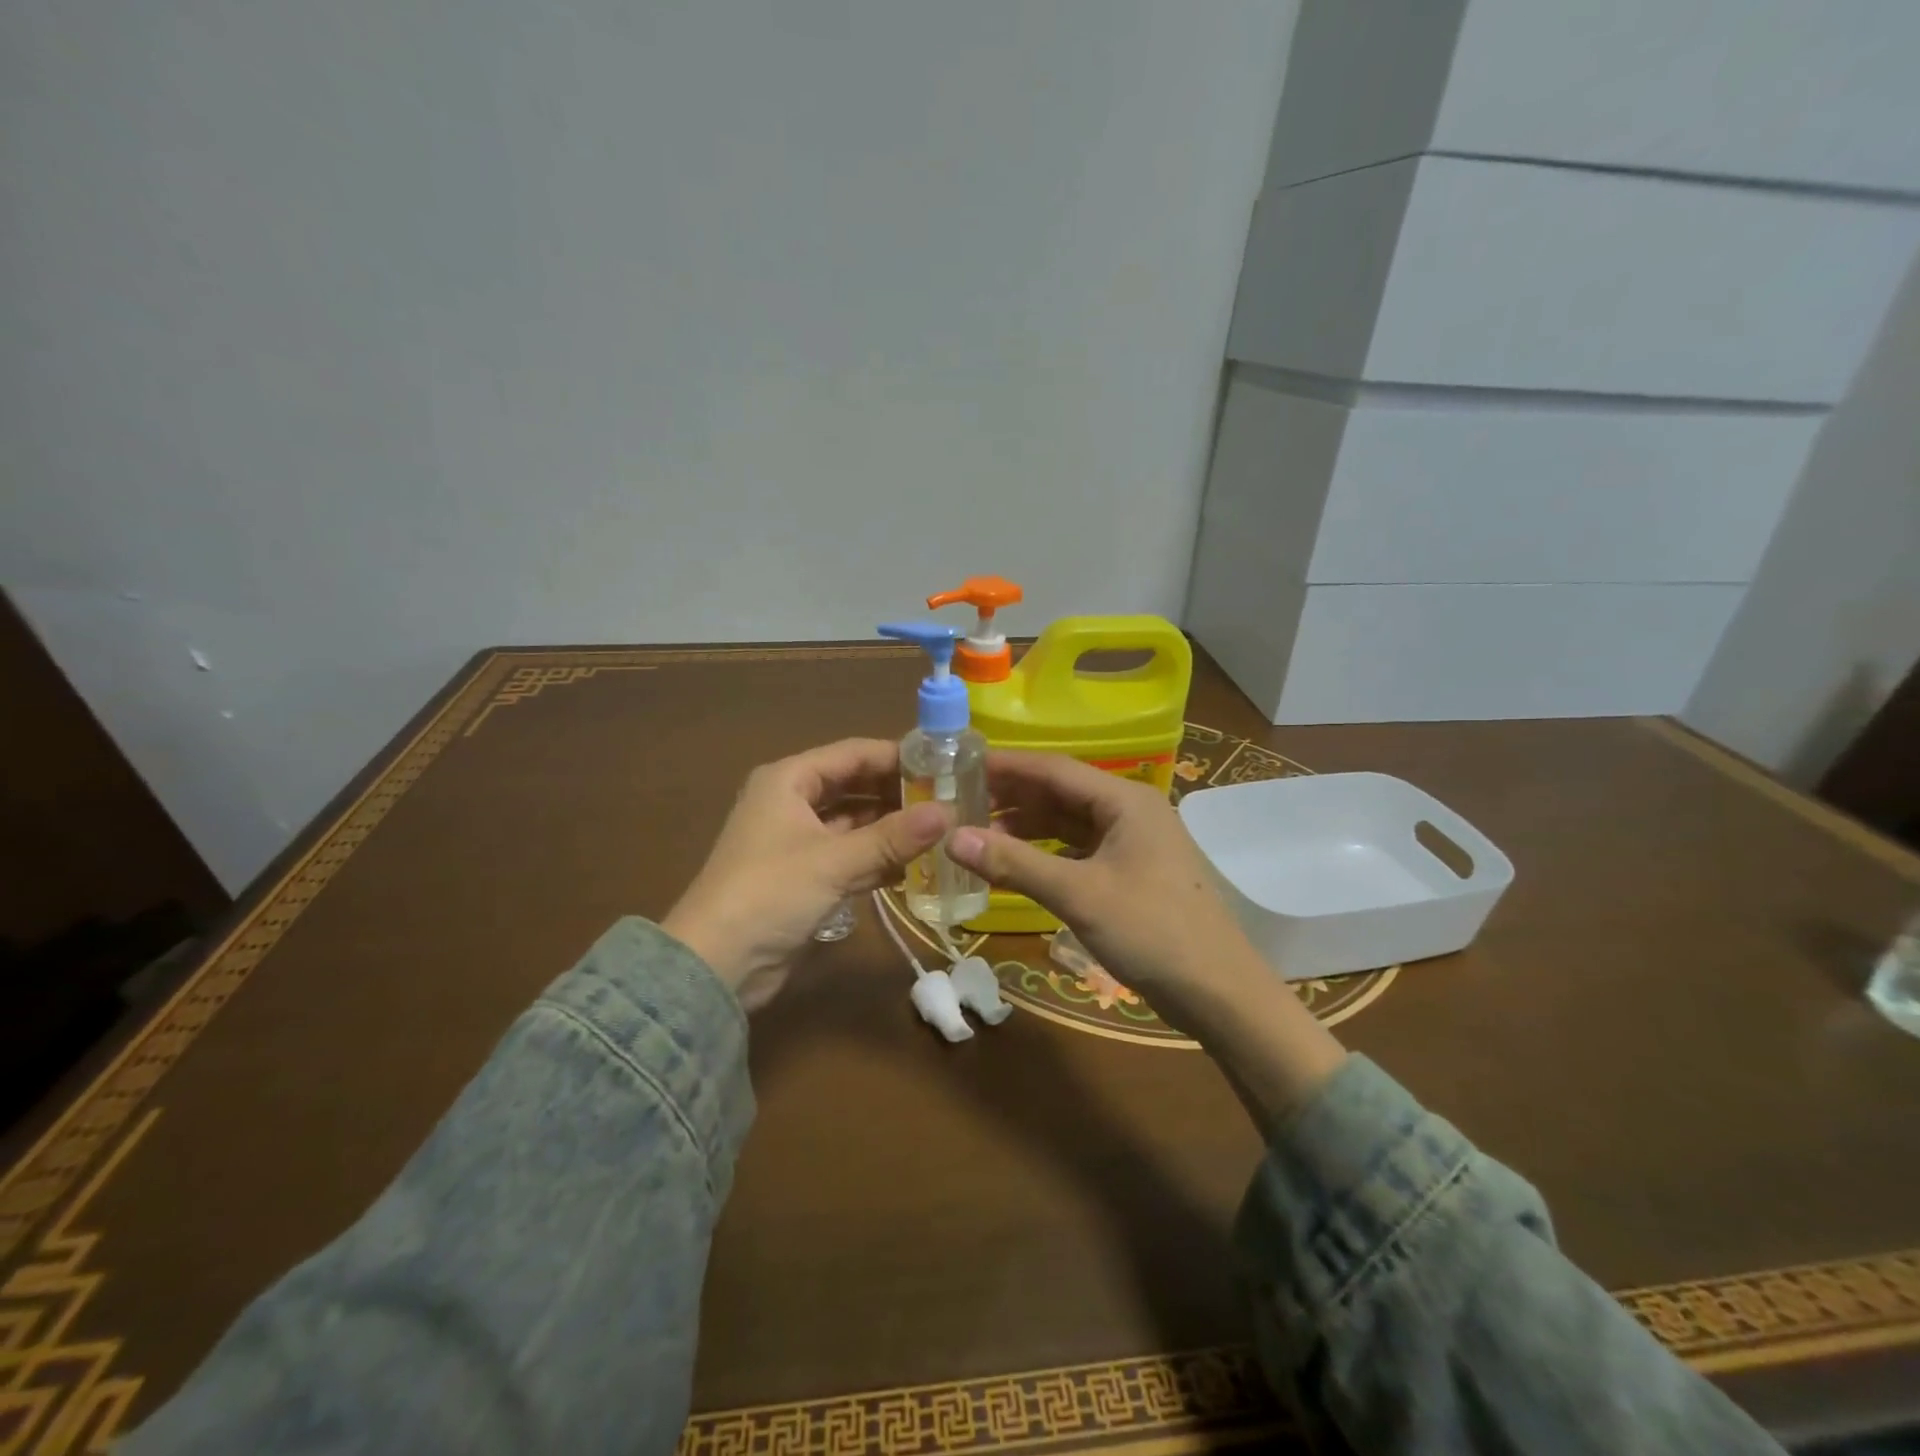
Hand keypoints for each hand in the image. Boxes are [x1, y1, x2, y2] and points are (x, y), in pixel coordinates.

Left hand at [663, 739, 946, 1009]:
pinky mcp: (805, 875)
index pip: (854, 753)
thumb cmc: (770, 894)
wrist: (715, 966)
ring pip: (855, 823)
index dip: (898, 756)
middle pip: (855, 786)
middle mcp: (792, 801)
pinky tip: (916, 866)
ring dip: (892, 828)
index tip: (944, 764)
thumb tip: (949, 812)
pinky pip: (850, 855)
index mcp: (789, 780)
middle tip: (949, 799)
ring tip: (942, 831)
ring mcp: (798, 840)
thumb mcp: (834, 861)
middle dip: (898, 793)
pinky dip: (878, 858)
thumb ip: (893, 837)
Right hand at [945, 751, 1251, 1030]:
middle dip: (1012, 797)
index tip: (960, 768)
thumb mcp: (1078, 894)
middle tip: (960, 803)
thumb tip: (952, 837)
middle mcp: (1129, 812)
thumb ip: (1015, 863)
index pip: (1054, 769)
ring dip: (1026, 827)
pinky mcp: (1131, 873)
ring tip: (978, 836)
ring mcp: (1132, 843)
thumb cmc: (1152, 931)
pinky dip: (1045, 854)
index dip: (1006, 767)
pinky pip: (1078, 850)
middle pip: (1060, 793)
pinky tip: (1016, 866)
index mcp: (1125, 800)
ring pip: (1068, 823)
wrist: (1219, 993)